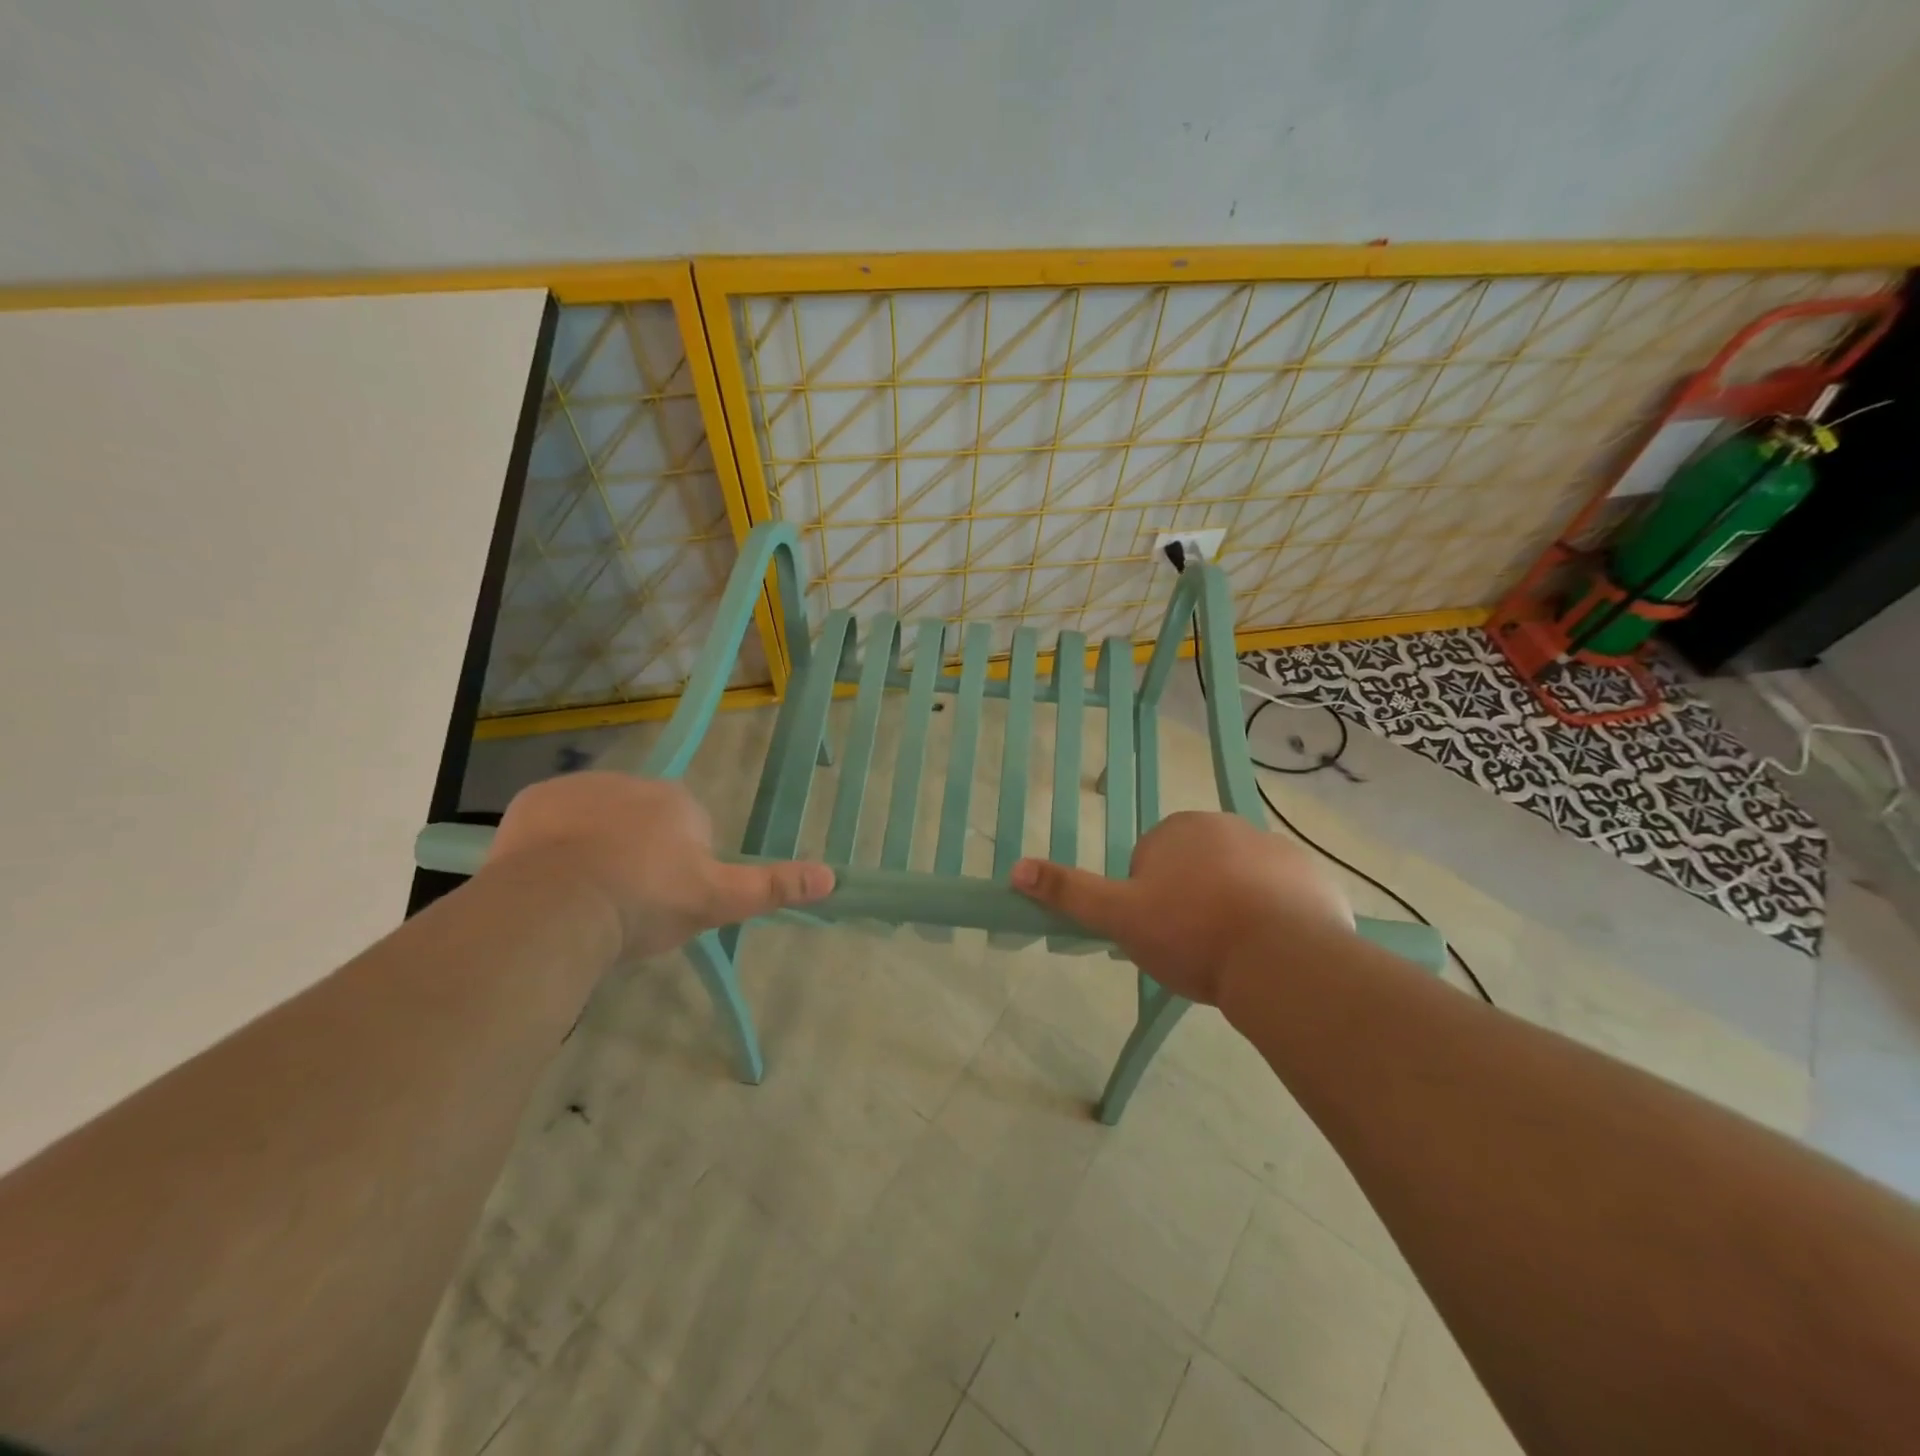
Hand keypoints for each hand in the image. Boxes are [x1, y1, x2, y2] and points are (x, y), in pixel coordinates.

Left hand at [484, 773, 833, 957]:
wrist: (559, 907)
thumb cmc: (646, 901)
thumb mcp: (717, 901)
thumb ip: (772, 886)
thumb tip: (832, 876)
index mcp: (677, 802)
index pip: (687, 829)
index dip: (678, 868)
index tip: (664, 900)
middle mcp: (632, 782)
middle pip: (641, 821)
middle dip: (637, 853)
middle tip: (624, 903)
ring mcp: (579, 788)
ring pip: (595, 820)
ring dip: (595, 848)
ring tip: (585, 898)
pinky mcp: (533, 801)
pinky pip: (551, 821)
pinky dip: (552, 845)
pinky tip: (550, 880)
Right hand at [1010, 811, 1351, 1004]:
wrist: (1283, 960)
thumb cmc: (1191, 933)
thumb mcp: (1120, 917)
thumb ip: (1070, 892)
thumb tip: (1015, 868)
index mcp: (1179, 830)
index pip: (1151, 860)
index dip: (1150, 899)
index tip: (1161, 932)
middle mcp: (1228, 826)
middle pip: (1196, 867)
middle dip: (1192, 899)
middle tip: (1194, 946)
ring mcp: (1276, 848)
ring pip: (1240, 880)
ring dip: (1233, 907)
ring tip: (1234, 955)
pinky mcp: (1313, 875)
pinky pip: (1284, 893)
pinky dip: (1276, 915)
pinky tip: (1272, 951)